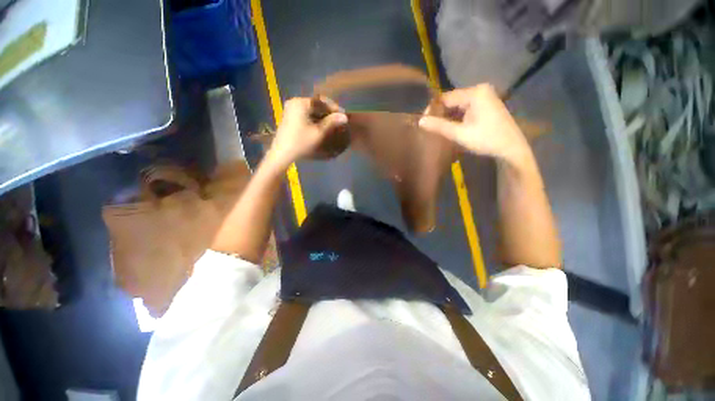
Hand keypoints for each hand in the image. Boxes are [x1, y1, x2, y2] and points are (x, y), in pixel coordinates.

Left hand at [266, 97, 346, 167]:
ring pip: (311, 110)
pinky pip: (306, 114)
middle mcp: (295, 102)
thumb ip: (332, 122)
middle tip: (338, 121)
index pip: (321, 100)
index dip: (334, 107)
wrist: (282, 154)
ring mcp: (291, 109)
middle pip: (316, 104)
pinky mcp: (290, 117)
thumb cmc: (301, 142)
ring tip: (332, 124)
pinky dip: (315, 119)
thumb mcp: (319, 133)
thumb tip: (345, 117)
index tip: (343, 116)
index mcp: (301, 103)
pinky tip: (321, 126)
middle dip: (328, 112)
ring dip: (322, 116)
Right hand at [419, 84, 530, 164]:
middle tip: (431, 128)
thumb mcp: (460, 134)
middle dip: (441, 114)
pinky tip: (453, 127)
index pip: (446, 98)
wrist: (511, 148)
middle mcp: (480, 90)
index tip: (424, 122)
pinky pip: (466, 108)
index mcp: (475, 93)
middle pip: (452, 100)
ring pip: (458, 105)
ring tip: (439, 129)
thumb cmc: (486, 140)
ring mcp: (485, 96)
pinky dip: (458, 117)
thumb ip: (439, 126)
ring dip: (449, 117)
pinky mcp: (486, 104)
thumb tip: (420, 121)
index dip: (433, 110)